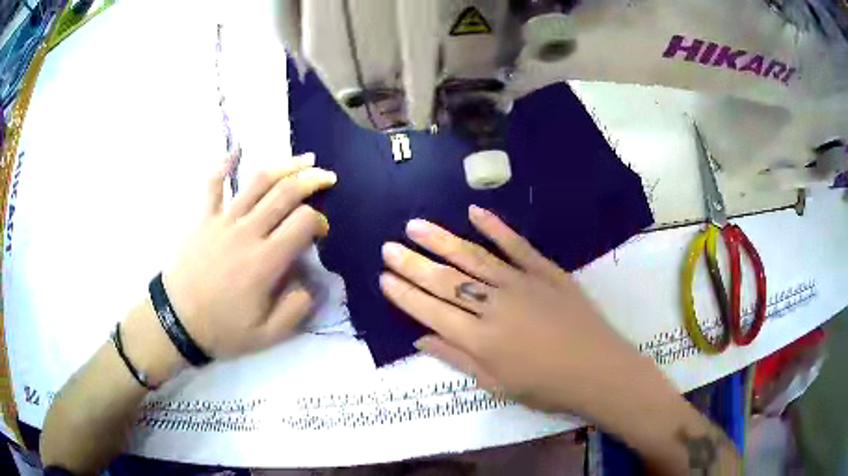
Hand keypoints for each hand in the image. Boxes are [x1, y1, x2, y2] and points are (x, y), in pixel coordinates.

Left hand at [161, 151, 335, 359]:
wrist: (176, 322)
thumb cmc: (221, 329)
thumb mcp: (267, 335)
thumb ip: (297, 309)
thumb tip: (312, 281)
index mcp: (265, 261)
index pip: (303, 223)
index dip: (319, 221)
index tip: (320, 232)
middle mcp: (247, 232)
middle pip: (285, 193)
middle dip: (311, 180)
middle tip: (327, 177)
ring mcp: (222, 220)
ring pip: (257, 182)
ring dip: (284, 166)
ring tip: (303, 159)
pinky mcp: (202, 218)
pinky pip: (212, 184)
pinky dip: (224, 164)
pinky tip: (235, 150)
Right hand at [380, 205, 664, 416]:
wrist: (598, 370)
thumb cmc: (545, 386)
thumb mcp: (495, 384)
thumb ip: (457, 357)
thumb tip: (420, 337)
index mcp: (480, 339)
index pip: (431, 310)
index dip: (405, 294)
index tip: (383, 277)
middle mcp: (494, 306)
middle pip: (445, 281)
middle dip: (413, 263)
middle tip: (388, 246)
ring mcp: (521, 284)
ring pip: (473, 257)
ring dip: (442, 240)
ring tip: (415, 225)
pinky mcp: (546, 271)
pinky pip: (517, 245)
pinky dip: (495, 228)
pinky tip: (473, 212)